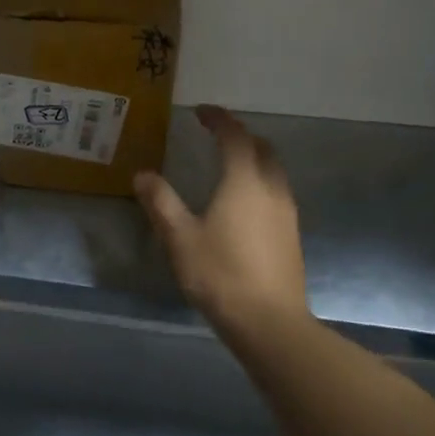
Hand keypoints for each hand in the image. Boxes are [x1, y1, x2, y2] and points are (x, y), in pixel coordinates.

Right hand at [135, 105, 307, 337]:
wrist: (269, 323)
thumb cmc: (220, 274)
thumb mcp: (180, 237)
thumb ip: (161, 202)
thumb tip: (143, 175)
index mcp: (244, 181)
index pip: (235, 137)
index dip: (219, 120)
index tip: (201, 112)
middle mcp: (271, 188)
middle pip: (262, 148)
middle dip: (240, 136)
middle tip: (216, 137)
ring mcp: (287, 212)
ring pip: (273, 171)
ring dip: (253, 158)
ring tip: (228, 166)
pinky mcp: (291, 235)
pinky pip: (277, 192)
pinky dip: (260, 181)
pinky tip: (243, 203)